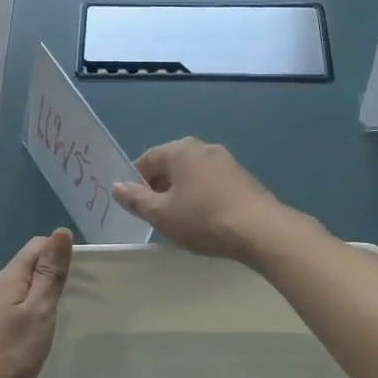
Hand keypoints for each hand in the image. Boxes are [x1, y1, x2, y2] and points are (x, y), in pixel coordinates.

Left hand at [0, 229, 73, 377]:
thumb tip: (61, 231)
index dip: (61, 250)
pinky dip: (29, 316)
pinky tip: (38, 336)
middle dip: (54, 273)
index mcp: (9, 278)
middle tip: (83, 294)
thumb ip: (49, 274)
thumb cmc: (6, 354)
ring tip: (65, 314)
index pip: (36, 246)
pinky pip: (11, 314)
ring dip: (41, 296)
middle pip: (27, 268)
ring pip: (19, 293)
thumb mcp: (37, 312)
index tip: (87, 270)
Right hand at [111, 138, 295, 261]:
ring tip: (181, 220)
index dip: (135, 183)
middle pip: (170, 165)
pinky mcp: (242, 177)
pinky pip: (211, 183)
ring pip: (192, 175)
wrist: (260, 230)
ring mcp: (226, 160)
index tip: (136, 207)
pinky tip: (205, 219)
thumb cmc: (203, 219)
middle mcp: (202, 147)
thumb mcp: (161, 214)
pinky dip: (202, 196)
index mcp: (179, 150)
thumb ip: (136, 199)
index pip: (146, 160)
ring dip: (182, 193)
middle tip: (157, 216)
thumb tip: (117, 186)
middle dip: (160, 188)